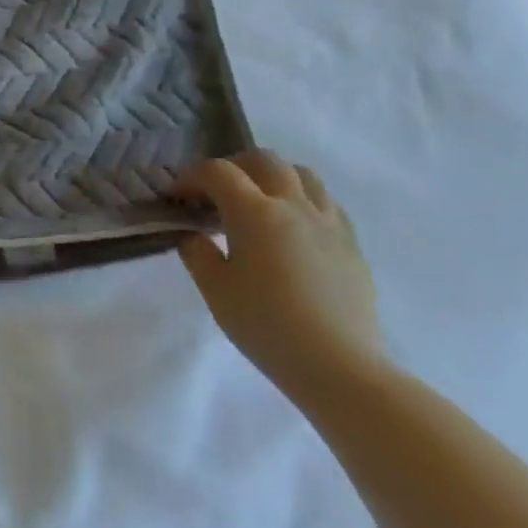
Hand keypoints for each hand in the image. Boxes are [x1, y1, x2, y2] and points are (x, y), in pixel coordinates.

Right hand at [173, 151, 386, 404]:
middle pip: (263, 160)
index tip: (175, 195)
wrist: (339, 368)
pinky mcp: (351, 244)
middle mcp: (294, 206)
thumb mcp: (214, 289)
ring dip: (272, 176)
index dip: (191, 176)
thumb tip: (192, 232)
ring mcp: (329, 222)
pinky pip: (326, 202)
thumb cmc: (266, 326)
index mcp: (255, 213)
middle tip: (214, 191)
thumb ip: (196, 251)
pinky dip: (302, 200)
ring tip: (256, 201)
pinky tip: (291, 227)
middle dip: (233, 166)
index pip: (217, 172)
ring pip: (302, 174)